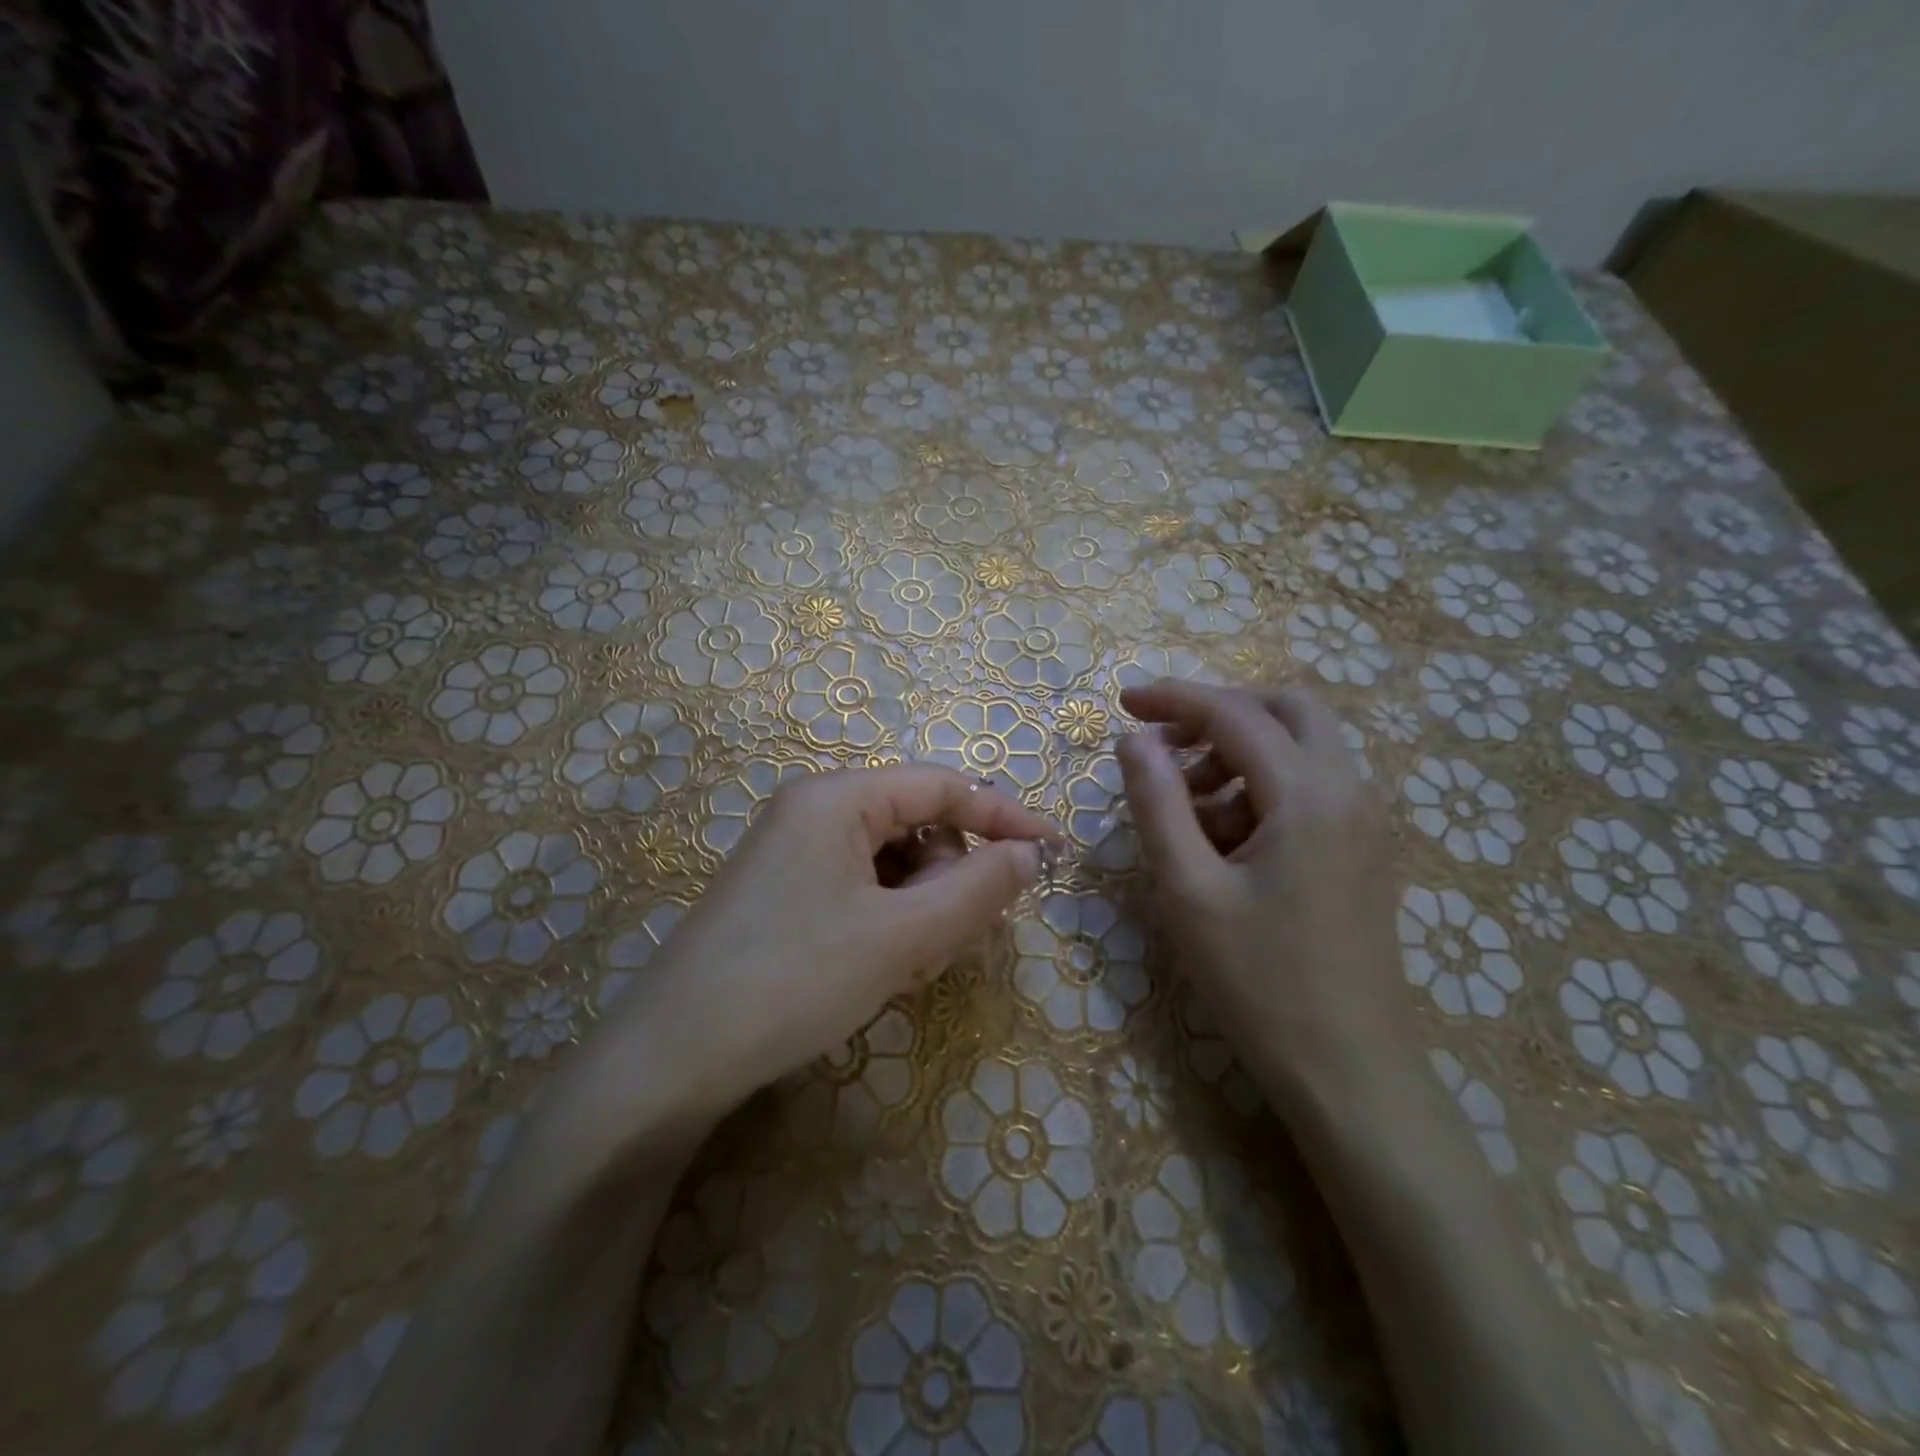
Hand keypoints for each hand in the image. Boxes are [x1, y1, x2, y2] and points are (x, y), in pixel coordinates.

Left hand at [581, 765, 1057, 1125]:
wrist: (671, 1059)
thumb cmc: (795, 979)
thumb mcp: (901, 936)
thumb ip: (977, 889)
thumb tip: (1029, 854)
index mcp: (837, 798)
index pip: (941, 786)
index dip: (1002, 817)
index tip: (1052, 854)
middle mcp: (812, 813)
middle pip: (916, 829)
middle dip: (946, 885)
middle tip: (946, 947)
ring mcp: (793, 855)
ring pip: (891, 868)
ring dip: (918, 914)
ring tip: (904, 971)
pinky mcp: (783, 896)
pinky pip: (859, 894)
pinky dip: (885, 928)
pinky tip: (877, 975)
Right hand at [1115, 679, 1407, 1100]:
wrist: (1351, 1071)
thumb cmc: (1260, 980)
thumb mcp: (1188, 889)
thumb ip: (1157, 803)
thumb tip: (1134, 740)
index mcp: (1308, 794)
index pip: (1234, 713)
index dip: (1173, 699)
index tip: (1122, 701)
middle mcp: (1349, 791)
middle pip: (1287, 710)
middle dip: (1220, 713)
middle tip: (1166, 745)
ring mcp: (1365, 821)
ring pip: (1302, 748)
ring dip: (1239, 755)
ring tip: (1187, 812)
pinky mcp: (1364, 850)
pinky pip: (1311, 788)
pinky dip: (1262, 788)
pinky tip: (1225, 843)